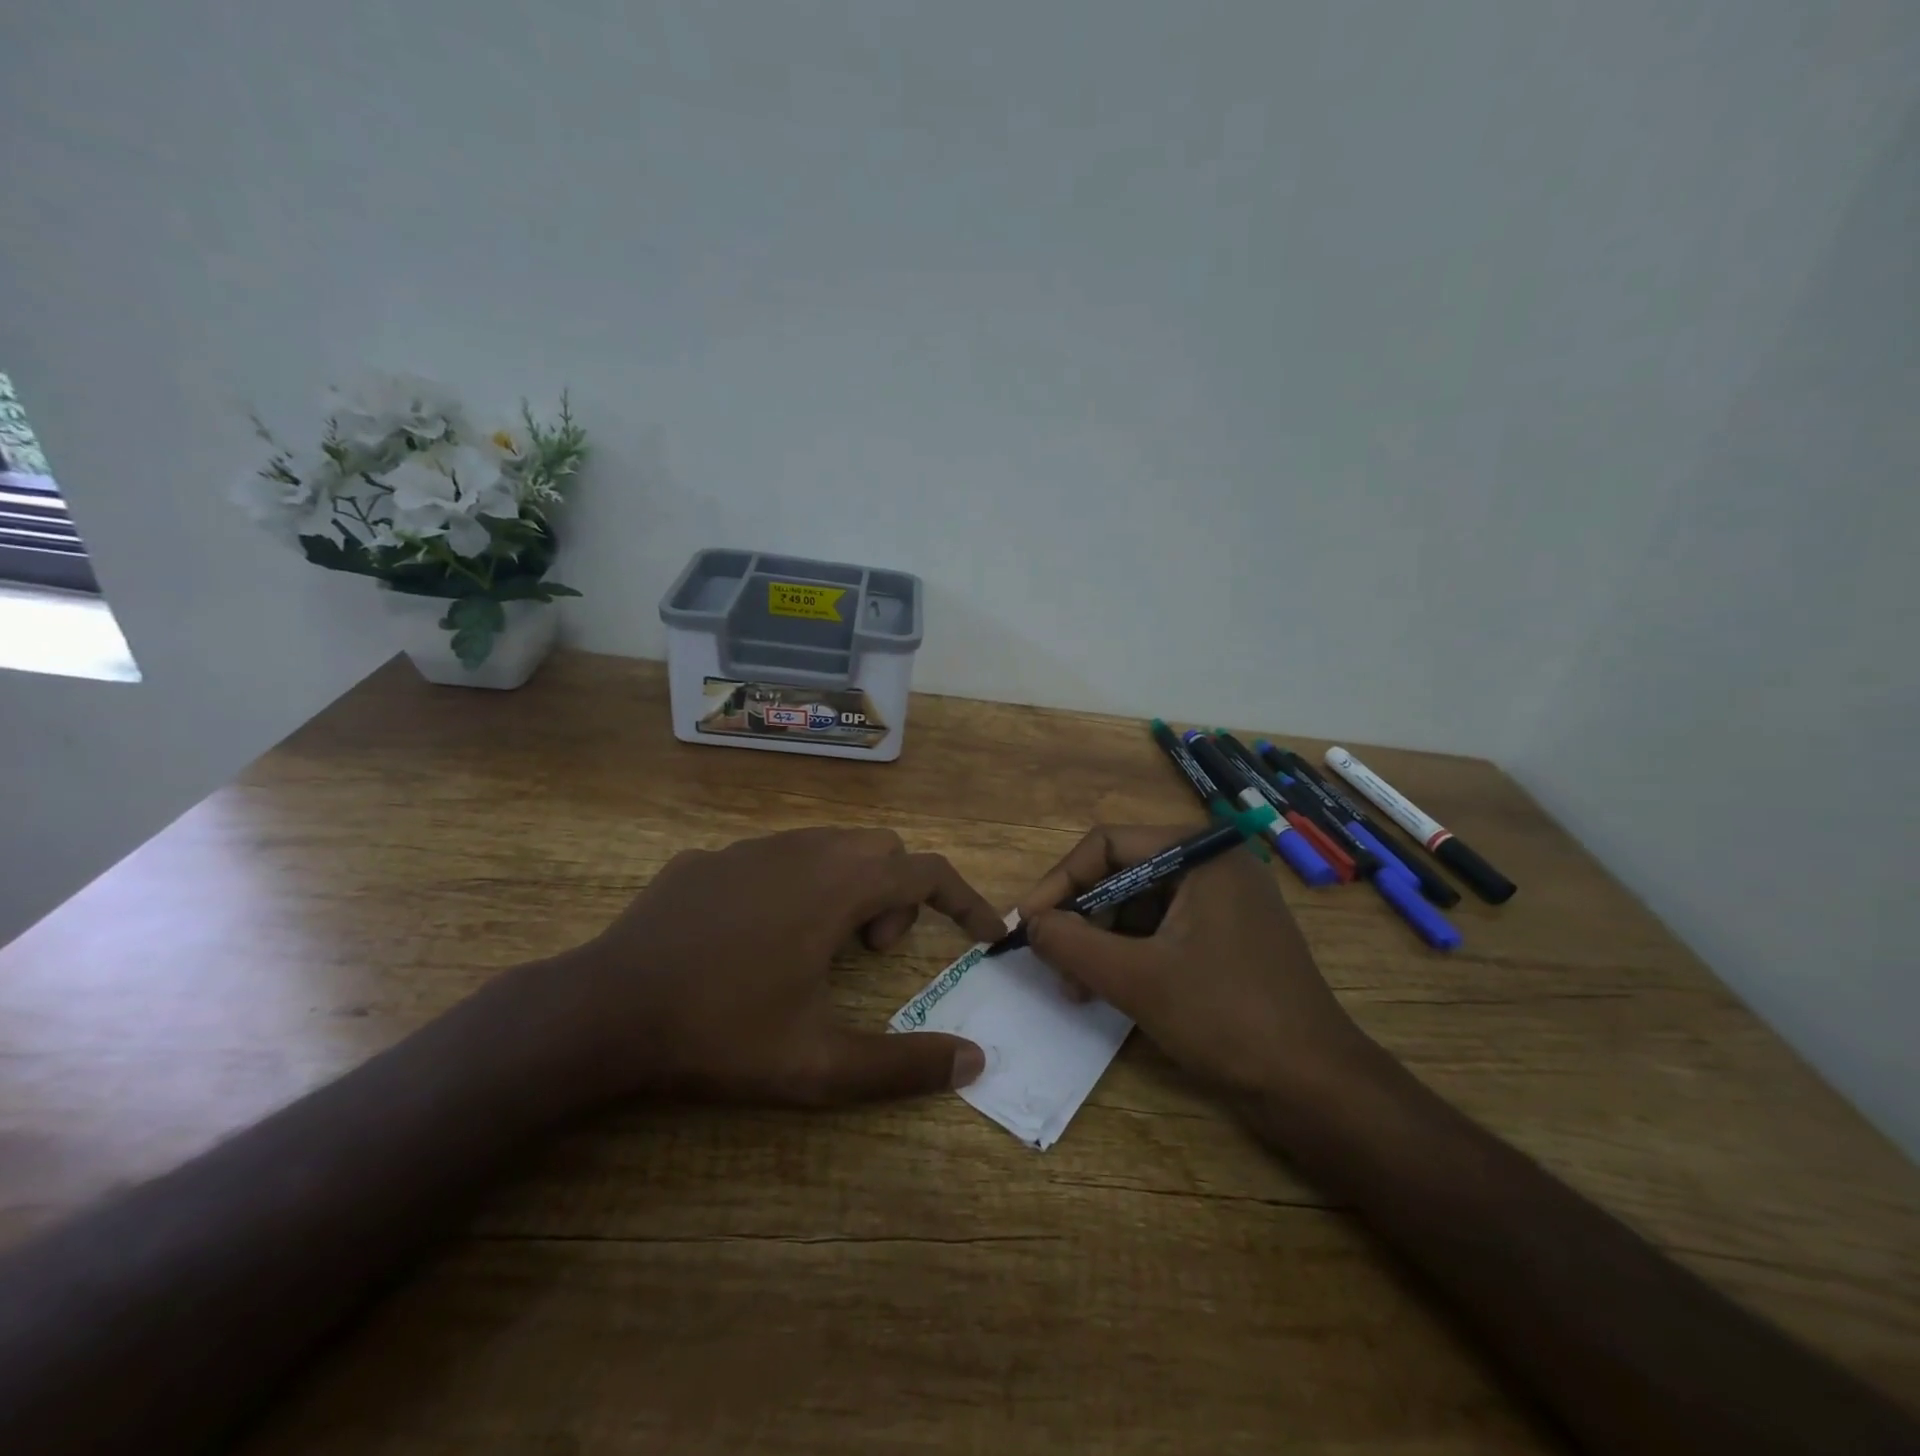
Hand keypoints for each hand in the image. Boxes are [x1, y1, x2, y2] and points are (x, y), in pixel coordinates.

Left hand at [545, 828, 1004, 1107]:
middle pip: (881, 849)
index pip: (926, 873)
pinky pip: (773, 857)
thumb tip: (974, 1062)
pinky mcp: (706, 859)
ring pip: (827, 846)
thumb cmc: (722, 1032)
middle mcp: (801, 851)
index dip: (964, 901)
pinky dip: (793, 885)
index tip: (983, 934)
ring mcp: (748, 849)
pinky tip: (754, 938)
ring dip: (847, 886)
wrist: (603, 1011)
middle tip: (869, 954)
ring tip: (817, 948)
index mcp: (838, 886)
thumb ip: (903, 1064)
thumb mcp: (820, 1064)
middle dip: (896, 895)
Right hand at [1017, 825, 1374, 1099]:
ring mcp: (1224, 902)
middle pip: (1122, 873)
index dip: (1060, 881)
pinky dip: (1131, 955)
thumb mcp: (1136, 979)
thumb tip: (1029, 923)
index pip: (1107, 845)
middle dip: (1082, 918)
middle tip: (1050, 960)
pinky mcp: (1228, 937)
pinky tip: (1110, 989)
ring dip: (1102, 942)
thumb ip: (1072, 944)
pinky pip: (1163, 930)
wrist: (1318, 1089)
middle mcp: (1213, 865)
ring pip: (1139, 906)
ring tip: (1077, 987)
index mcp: (1200, 853)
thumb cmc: (1227, 1018)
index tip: (1027, 923)